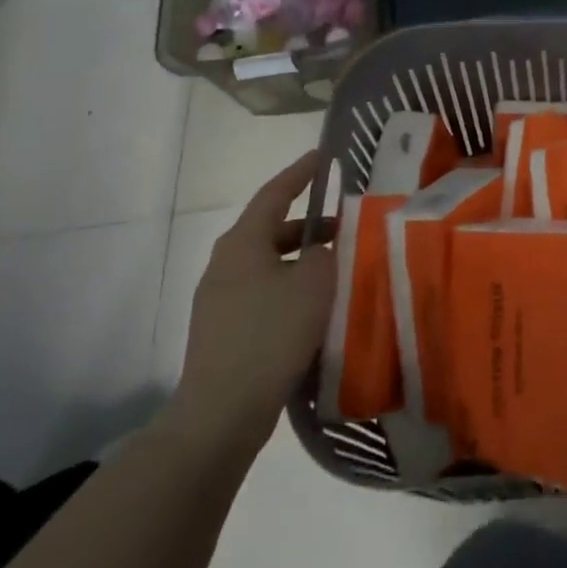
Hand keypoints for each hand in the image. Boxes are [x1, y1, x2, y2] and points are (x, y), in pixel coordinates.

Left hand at [169, 149, 335, 456]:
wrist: (222, 411)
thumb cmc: (271, 333)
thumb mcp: (314, 282)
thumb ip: (324, 252)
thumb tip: (320, 249)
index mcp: (242, 242)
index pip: (275, 193)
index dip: (301, 172)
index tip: (324, 156)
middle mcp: (225, 264)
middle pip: (272, 229)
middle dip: (309, 224)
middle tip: (346, 223)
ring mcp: (220, 299)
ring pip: (269, 264)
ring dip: (302, 259)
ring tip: (338, 267)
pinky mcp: (224, 330)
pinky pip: (264, 293)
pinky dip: (291, 287)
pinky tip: (316, 306)